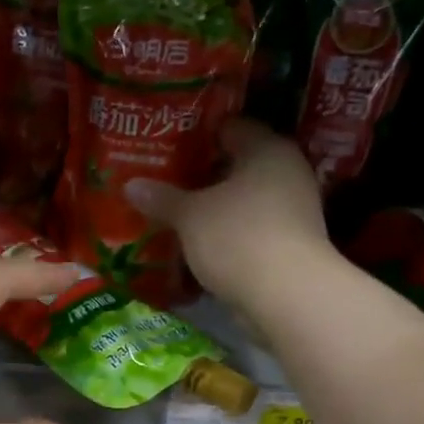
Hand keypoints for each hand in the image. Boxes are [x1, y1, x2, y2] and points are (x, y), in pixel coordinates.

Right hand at [125, 118, 334, 311]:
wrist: (287, 296)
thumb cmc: (238, 236)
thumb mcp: (191, 216)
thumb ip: (162, 198)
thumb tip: (131, 185)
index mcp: (268, 149)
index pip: (231, 127)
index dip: (199, 134)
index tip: (168, 145)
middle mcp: (287, 172)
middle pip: (238, 165)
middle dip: (203, 175)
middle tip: (165, 180)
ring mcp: (293, 211)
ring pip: (244, 201)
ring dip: (215, 209)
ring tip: (176, 215)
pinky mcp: (290, 245)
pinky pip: (250, 230)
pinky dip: (227, 235)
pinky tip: (198, 245)